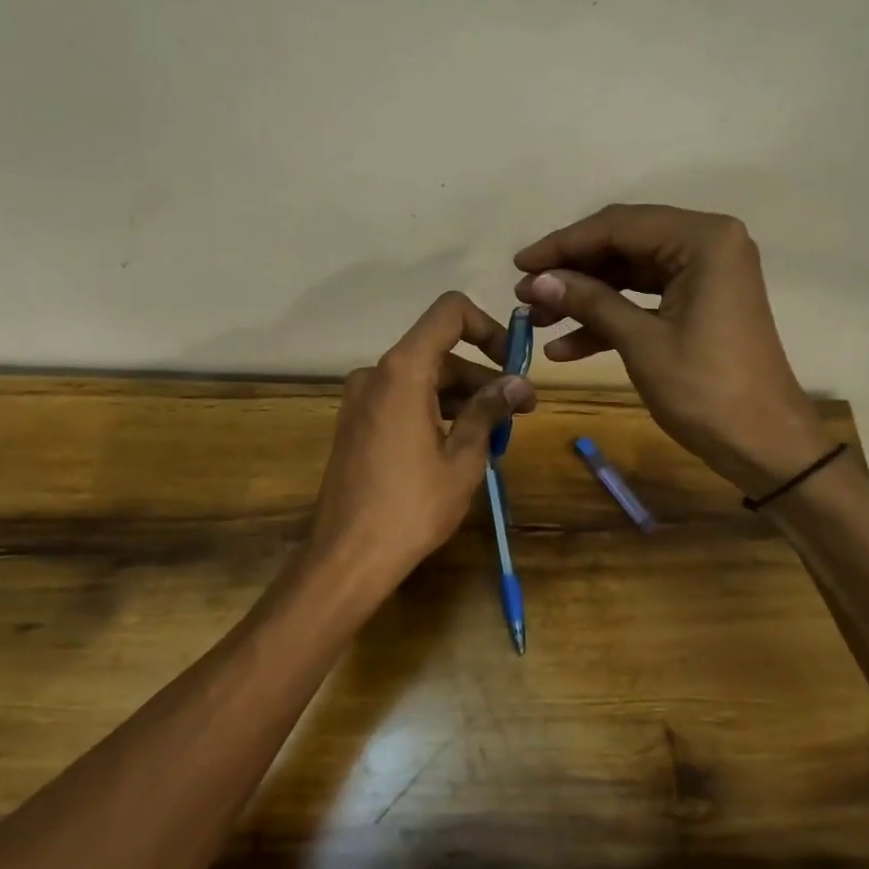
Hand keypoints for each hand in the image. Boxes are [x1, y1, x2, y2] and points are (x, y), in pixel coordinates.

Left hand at [308, 292, 536, 595]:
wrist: (348, 556)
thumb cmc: (412, 506)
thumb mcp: (462, 458)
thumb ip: (489, 411)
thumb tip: (518, 384)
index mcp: (402, 371)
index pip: (449, 313)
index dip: (488, 327)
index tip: (512, 363)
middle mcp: (376, 373)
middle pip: (438, 352)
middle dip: (482, 376)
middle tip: (520, 410)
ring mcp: (360, 399)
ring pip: (422, 378)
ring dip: (461, 396)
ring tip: (496, 433)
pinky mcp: (355, 423)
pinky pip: (402, 399)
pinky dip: (434, 409)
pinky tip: (460, 443)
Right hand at [514, 204, 829, 495]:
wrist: (764, 444)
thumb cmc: (706, 390)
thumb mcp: (641, 342)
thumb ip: (590, 302)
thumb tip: (537, 281)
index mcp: (702, 240)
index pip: (618, 226)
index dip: (563, 245)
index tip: (518, 265)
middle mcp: (706, 244)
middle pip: (622, 245)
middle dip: (571, 272)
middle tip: (524, 294)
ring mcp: (704, 275)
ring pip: (628, 274)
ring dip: (584, 297)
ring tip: (536, 321)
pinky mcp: (699, 304)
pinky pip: (644, 300)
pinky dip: (608, 319)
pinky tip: (565, 347)